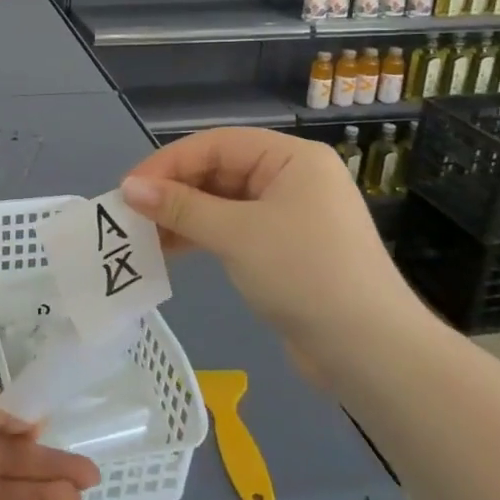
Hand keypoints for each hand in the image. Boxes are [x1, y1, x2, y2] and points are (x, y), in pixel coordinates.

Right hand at [119, 127, 428, 376]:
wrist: (371, 353)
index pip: (216, 145)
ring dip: (183, 217)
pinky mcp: (285, 250)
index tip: (128, 188)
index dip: (168, 163)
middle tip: (131, 214)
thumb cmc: (306, 275)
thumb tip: (128, 188)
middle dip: (174, 191)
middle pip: (218, 171)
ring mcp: (290, 215)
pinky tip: (171, 251)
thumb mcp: (237, 235)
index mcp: (291, 158)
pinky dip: (202, 237)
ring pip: (222, 203)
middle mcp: (292, 178)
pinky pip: (233, 230)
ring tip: (143, 236)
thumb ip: (180, 208)